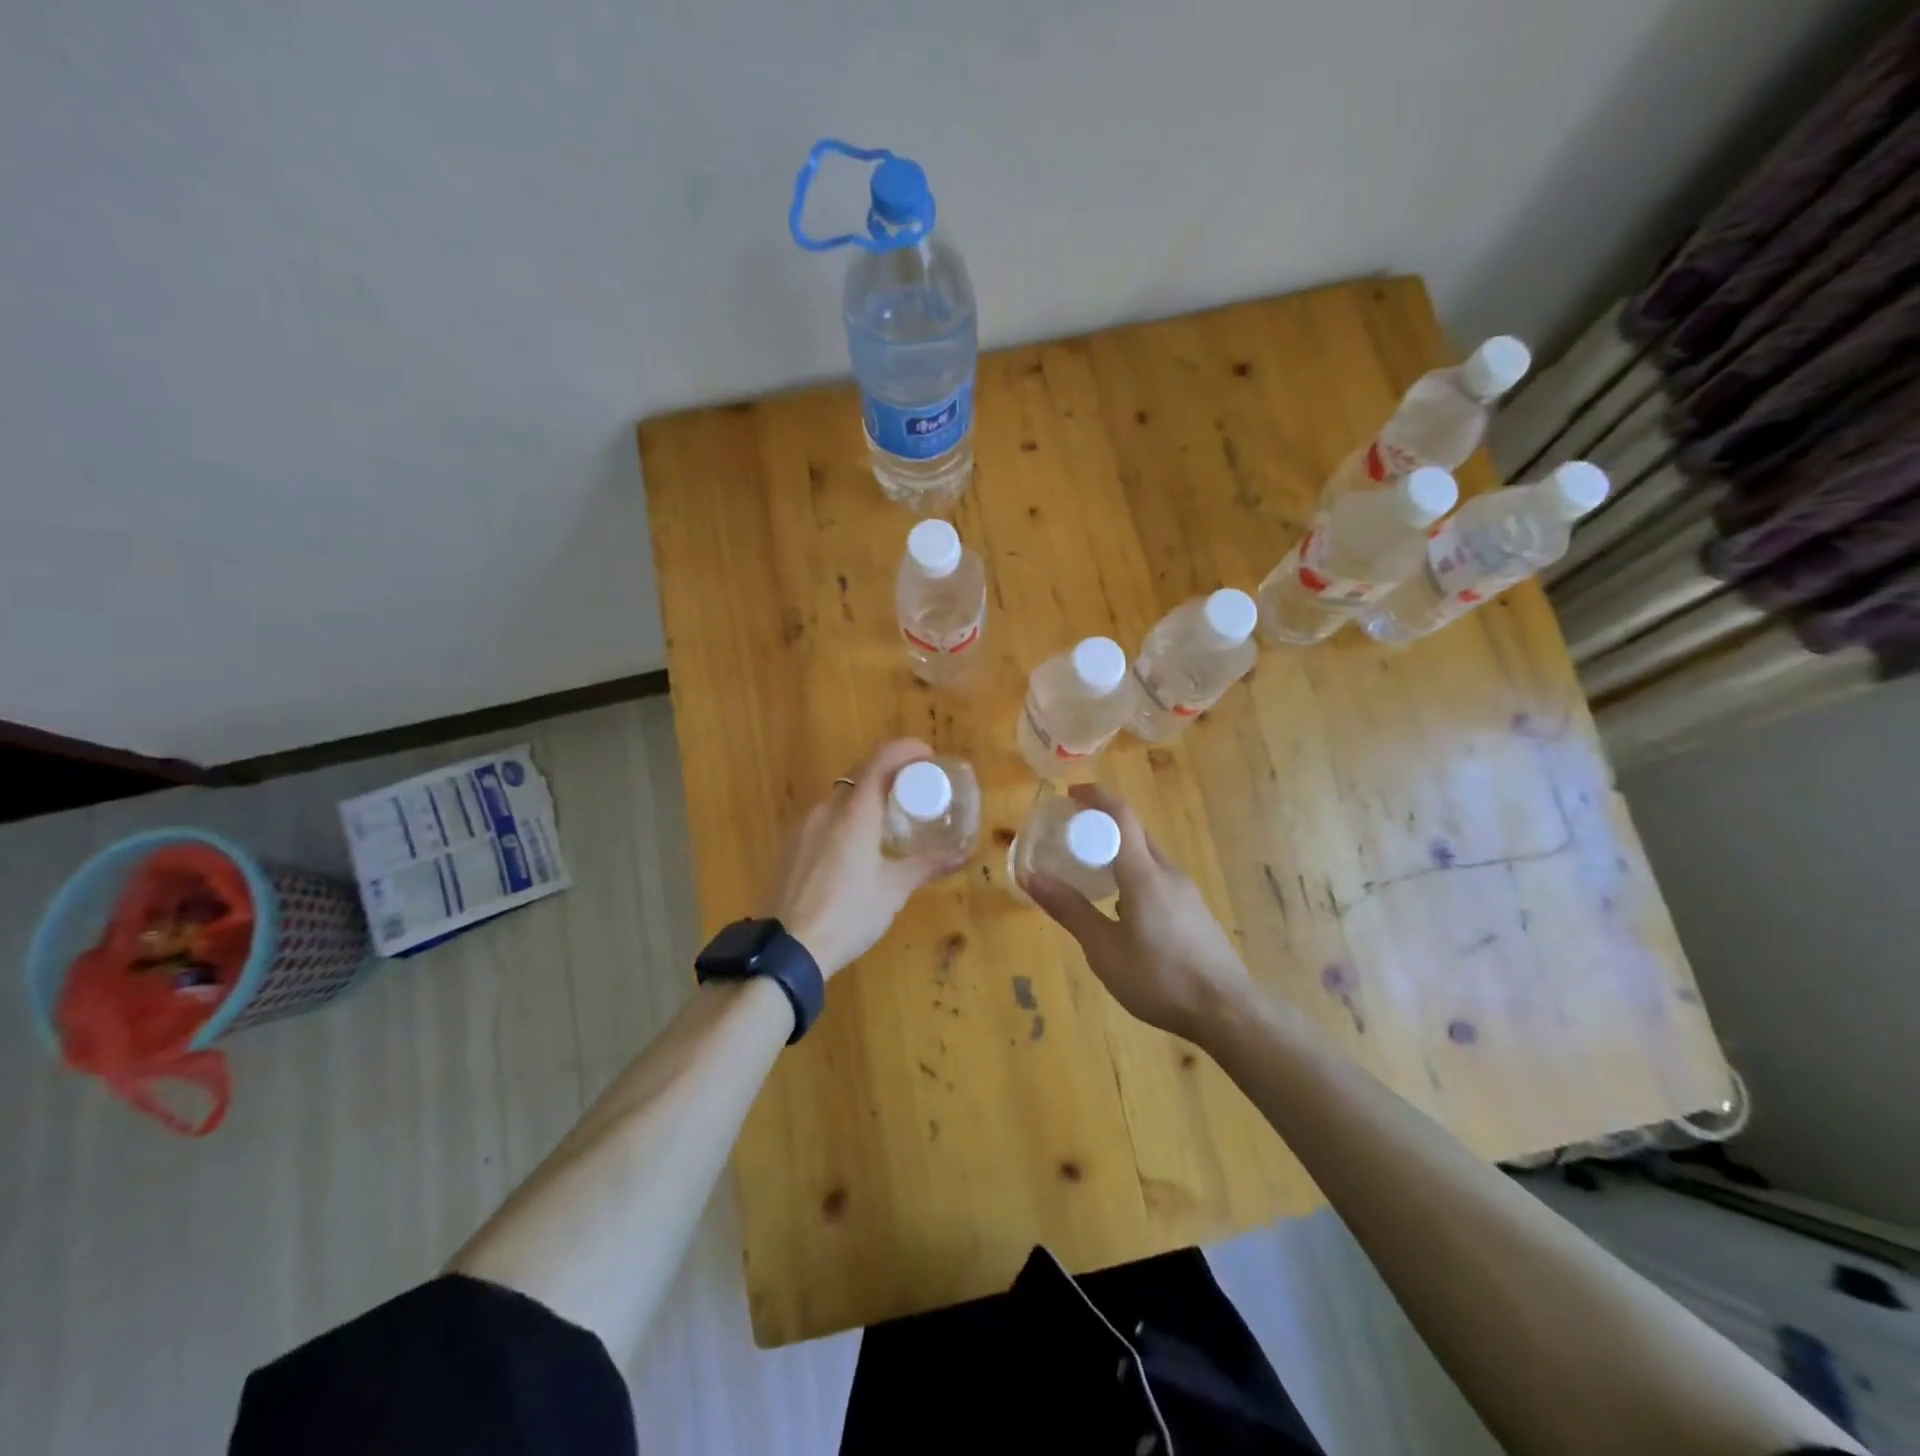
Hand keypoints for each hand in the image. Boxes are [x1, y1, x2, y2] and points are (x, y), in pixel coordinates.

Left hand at [763, 738, 964, 977]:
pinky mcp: (789, 847)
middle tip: (914, 791)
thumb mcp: (893, 890)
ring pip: (839, 800)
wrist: (787, 949)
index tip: (927, 756)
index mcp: (855, 813)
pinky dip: (844, 821)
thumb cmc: (849, 914)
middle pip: (859, 776)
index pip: (880, 760)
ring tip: (887, 823)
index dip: (904, 749)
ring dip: (865, 800)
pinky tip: (854, 850)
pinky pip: (823, 820)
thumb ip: (926, 866)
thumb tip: (960, 856)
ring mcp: (802, 827)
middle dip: (888, 775)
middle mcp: (826, 810)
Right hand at [1025, 784, 1254, 1042]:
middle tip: (1070, 834)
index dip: (1096, 796)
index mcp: (1144, 873)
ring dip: (1118, 851)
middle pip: (1135, 831)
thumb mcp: (1103, 949)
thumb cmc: (1159, 978)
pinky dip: (1133, 873)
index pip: (1121, 814)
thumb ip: (1069, 909)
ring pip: (1147, 856)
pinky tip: (1120, 907)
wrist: (1228, 1011)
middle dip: (1102, 824)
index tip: (1070, 794)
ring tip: (1089, 870)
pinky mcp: (1194, 911)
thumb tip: (1030, 876)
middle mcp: (1167, 872)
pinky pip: (1158, 877)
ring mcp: (1186, 891)